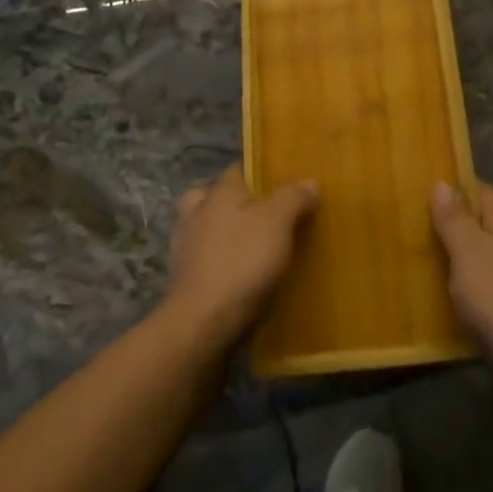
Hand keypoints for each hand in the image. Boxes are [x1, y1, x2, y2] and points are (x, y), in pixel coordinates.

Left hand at [164, 164, 316, 348]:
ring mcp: (185, 247)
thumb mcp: (278, 222)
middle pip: (213, 195)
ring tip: (252, 245)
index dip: (259, 172)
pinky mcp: (184, 279)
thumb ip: (293, 197)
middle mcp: (196, 212)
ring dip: (222, 232)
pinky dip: (218, 261)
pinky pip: (204, 259)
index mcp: (218, 192)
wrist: (203, 323)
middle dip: (233, 201)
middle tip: (262, 213)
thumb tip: (308, 182)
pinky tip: (239, 274)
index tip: (281, 182)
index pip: (237, 168)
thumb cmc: (242, 261)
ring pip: (205, 227)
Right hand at [430, 181, 492, 368]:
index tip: (420, 205)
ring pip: (489, 248)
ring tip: (432, 264)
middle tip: (421, 235)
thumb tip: (443, 183)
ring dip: (465, 255)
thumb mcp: (466, 250)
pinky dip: (478, 278)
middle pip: (483, 218)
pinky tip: (458, 292)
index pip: (476, 189)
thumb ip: (453, 216)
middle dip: (456, 225)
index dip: (449, 194)